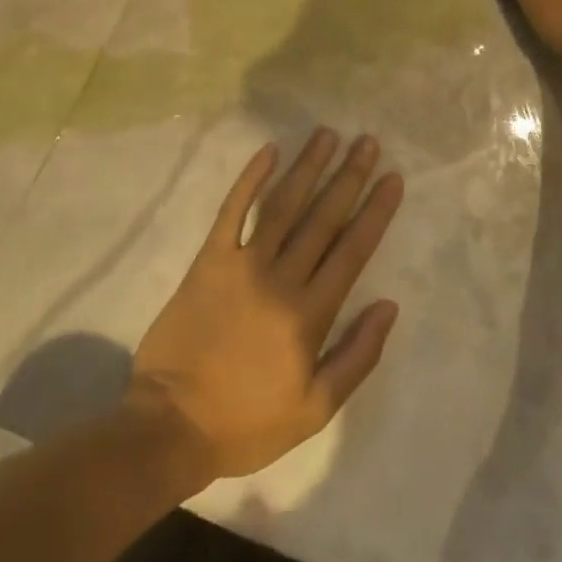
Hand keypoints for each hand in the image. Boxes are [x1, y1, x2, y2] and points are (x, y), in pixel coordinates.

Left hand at [123, 129, 403, 483]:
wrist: (170, 427)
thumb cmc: (247, 421)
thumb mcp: (315, 409)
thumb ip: (357, 355)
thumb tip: (389, 305)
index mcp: (310, 314)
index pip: (352, 250)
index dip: (375, 211)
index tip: (392, 178)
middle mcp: (281, 278)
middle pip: (322, 217)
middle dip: (349, 176)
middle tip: (367, 141)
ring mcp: (242, 264)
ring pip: (283, 204)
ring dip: (308, 166)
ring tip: (328, 134)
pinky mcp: (209, 259)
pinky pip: (232, 210)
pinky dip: (250, 178)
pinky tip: (270, 150)